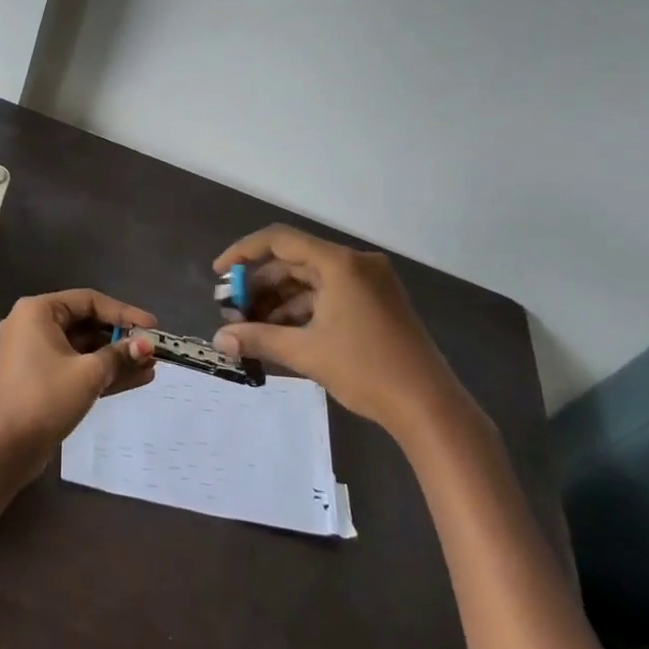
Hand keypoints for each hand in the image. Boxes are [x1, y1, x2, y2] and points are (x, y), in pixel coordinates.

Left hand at [0, 289, 157, 477]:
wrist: (7, 450)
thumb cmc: (46, 399)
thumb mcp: (89, 374)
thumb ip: (120, 355)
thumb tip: (148, 346)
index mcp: (37, 311)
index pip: (89, 301)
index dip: (124, 313)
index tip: (152, 326)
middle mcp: (32, 324)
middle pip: (86, 323)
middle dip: (121, 338)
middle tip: (152, 348)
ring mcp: (34, 352)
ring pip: (82, 347)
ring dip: (115, 357)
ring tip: (150, 366)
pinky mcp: (39, 377)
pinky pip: (74, 365)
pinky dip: (100, 371)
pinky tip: (136, 378)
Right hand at [212, 225, 453, 433]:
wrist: (430, 407)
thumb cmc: (366, 370)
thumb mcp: (306, 352)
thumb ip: (259, 339)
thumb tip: (219, 340)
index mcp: (340, 264)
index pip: (280, 240)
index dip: (243, 253)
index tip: (219, 274)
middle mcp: (355, 264)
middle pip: (294, 262)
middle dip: (260, 285)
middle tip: (232, 310)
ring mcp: (369, 283)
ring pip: (311, 281)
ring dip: (279, 301)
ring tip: (251, 326)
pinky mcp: (376, 303)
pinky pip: (329, 296)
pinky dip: (303, 311)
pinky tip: (280, 333)